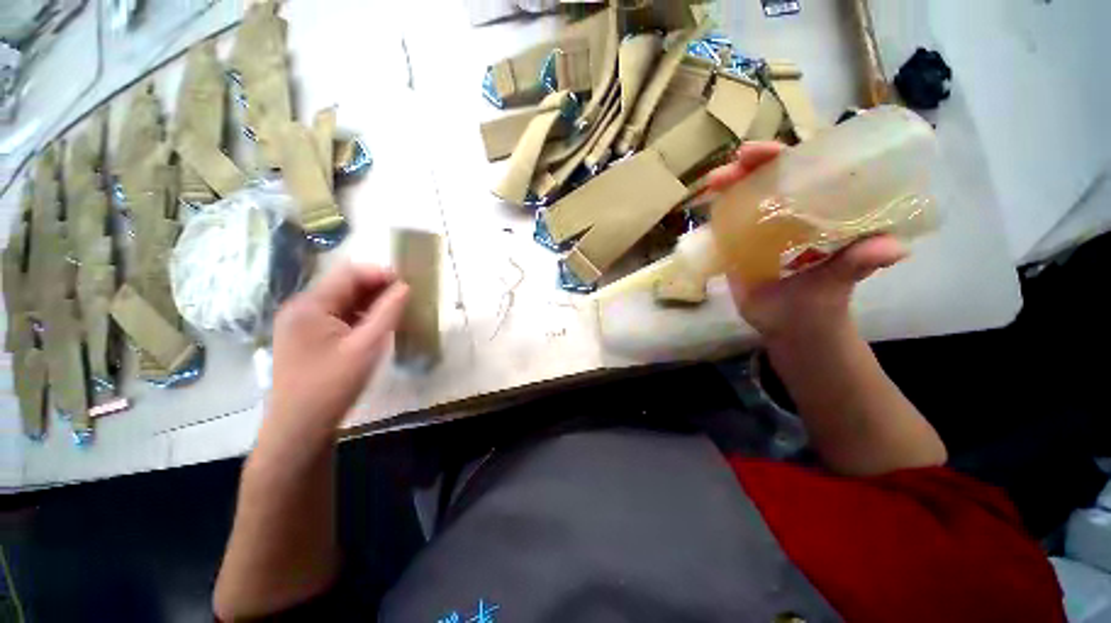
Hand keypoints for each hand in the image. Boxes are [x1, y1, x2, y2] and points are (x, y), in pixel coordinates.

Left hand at [263, 262, 408, 447]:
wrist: (299, 428)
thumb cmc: (333, 385)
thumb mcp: (367, 346)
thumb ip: (388, 312)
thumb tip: (405, 287)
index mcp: (310, 305)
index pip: (349, 273)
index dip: (380, 274)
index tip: (408, 285)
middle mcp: (300, 308)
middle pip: (344, 285)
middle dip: (377, 288)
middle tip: (405, 301)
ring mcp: (300, 323)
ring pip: (341, 301)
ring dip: (369, 302)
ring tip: (395, 313)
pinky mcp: (305, 338)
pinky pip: (336, 316)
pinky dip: (358, 316)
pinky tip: (375, 327)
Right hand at [705, 142, 906, 342]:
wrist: (789, 330)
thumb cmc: (819, 306)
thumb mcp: (837, 284)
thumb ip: (855, 265)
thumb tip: (895, 248)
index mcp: (821, 214)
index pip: (804, 173)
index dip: (781, 157)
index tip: (757, 153)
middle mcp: (792, 215)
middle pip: (769, 180)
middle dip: (747, 169)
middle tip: (726, 171)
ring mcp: (763, 230)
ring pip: (745, 198)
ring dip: (728, 187)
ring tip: (711, 186)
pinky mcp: (742, 246)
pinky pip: (729, 223)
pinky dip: (717, 212)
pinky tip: (704, 208)